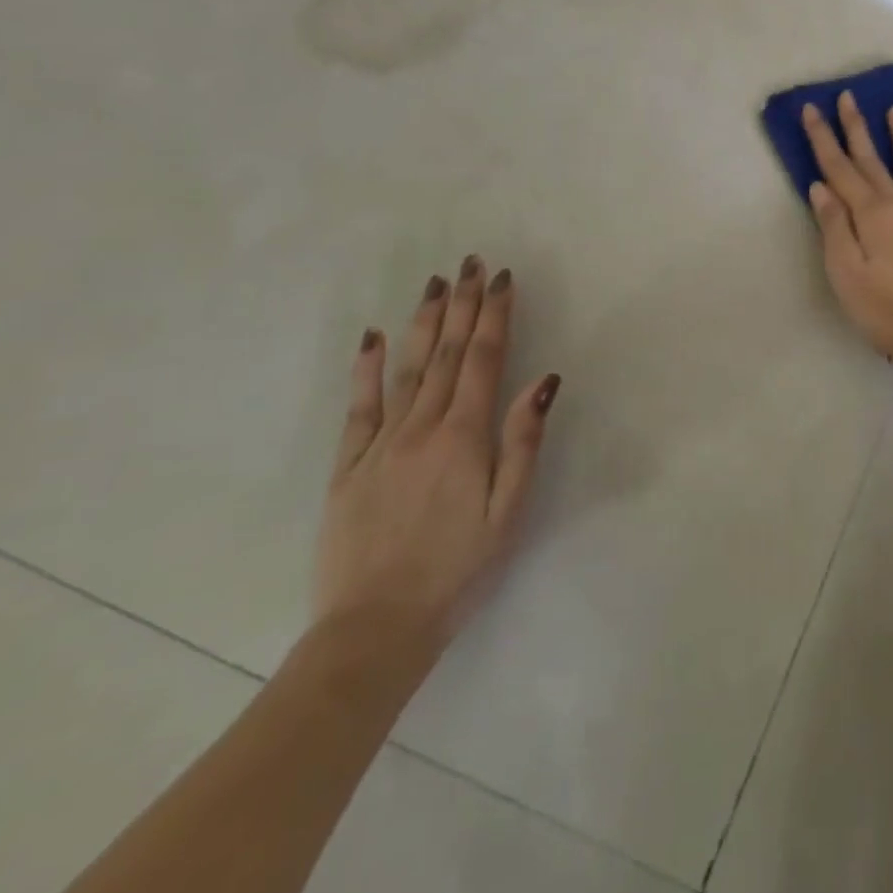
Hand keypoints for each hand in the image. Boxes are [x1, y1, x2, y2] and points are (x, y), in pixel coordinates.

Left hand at [313, 256, 559, 655]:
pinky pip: (358, 406)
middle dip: (461, 304)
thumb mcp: (508, 511)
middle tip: (469, 264)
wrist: (375, 628)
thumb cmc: (458, 570)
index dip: (493, 315)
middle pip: (444, 353)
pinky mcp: (348, 465)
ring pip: (405, 368)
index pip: (482, 359)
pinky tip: (370, 337)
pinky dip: (365, 368)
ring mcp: (380, 444)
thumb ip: (523, 441)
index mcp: (464, 437)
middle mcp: (421, 428)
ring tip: (434, 284)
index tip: (501, 279)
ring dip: (422, 322)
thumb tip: (544, 380)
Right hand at [803, 91, 892, 357]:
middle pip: (872, 159)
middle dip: (857, 126)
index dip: (823, 138)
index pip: (839, 168)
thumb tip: (820, 186)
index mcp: (869, 214)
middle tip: (848, 96)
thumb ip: (833, 226)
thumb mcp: (845, 272)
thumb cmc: (883, 308)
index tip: (812, 110)